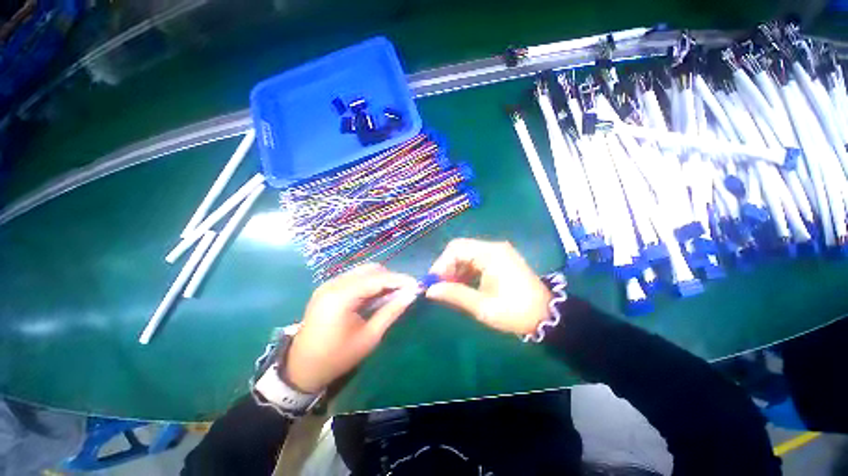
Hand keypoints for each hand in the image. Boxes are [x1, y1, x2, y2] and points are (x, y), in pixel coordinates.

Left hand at [284, 263, 418, 392]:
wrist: (302, 368)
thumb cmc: (337, 357)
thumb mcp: (369, 336)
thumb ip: (391, 311)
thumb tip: (411, 295)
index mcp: (341, 296)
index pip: (377, 278)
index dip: (400, 279)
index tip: (417, 285)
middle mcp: (334, 283)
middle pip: (370, 269)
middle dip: (391, 277)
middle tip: (405, 291)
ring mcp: (329, 284)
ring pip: (363, 271)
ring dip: (381, 279)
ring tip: (392, 294)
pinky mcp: (328, 288)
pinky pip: (354, 278)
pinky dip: (369, 283)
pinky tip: (376, 296)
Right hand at [425, 238, 552, 335]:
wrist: (547, 316)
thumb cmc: (515, 311)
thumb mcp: (483, 306)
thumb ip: (455, 294)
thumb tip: (430, 290)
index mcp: (490, 254)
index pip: (456, 248)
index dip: (441, 264)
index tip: (433, 282)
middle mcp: (493, 247)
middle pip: (461, 249)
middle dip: (447, 267)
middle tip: (440, 287)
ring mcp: (498, 252)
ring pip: (467, 254)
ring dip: (455, 270)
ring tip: (449, 288)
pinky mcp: (500, 259)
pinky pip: (476, 260)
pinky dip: (466, 271)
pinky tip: (462, 285)